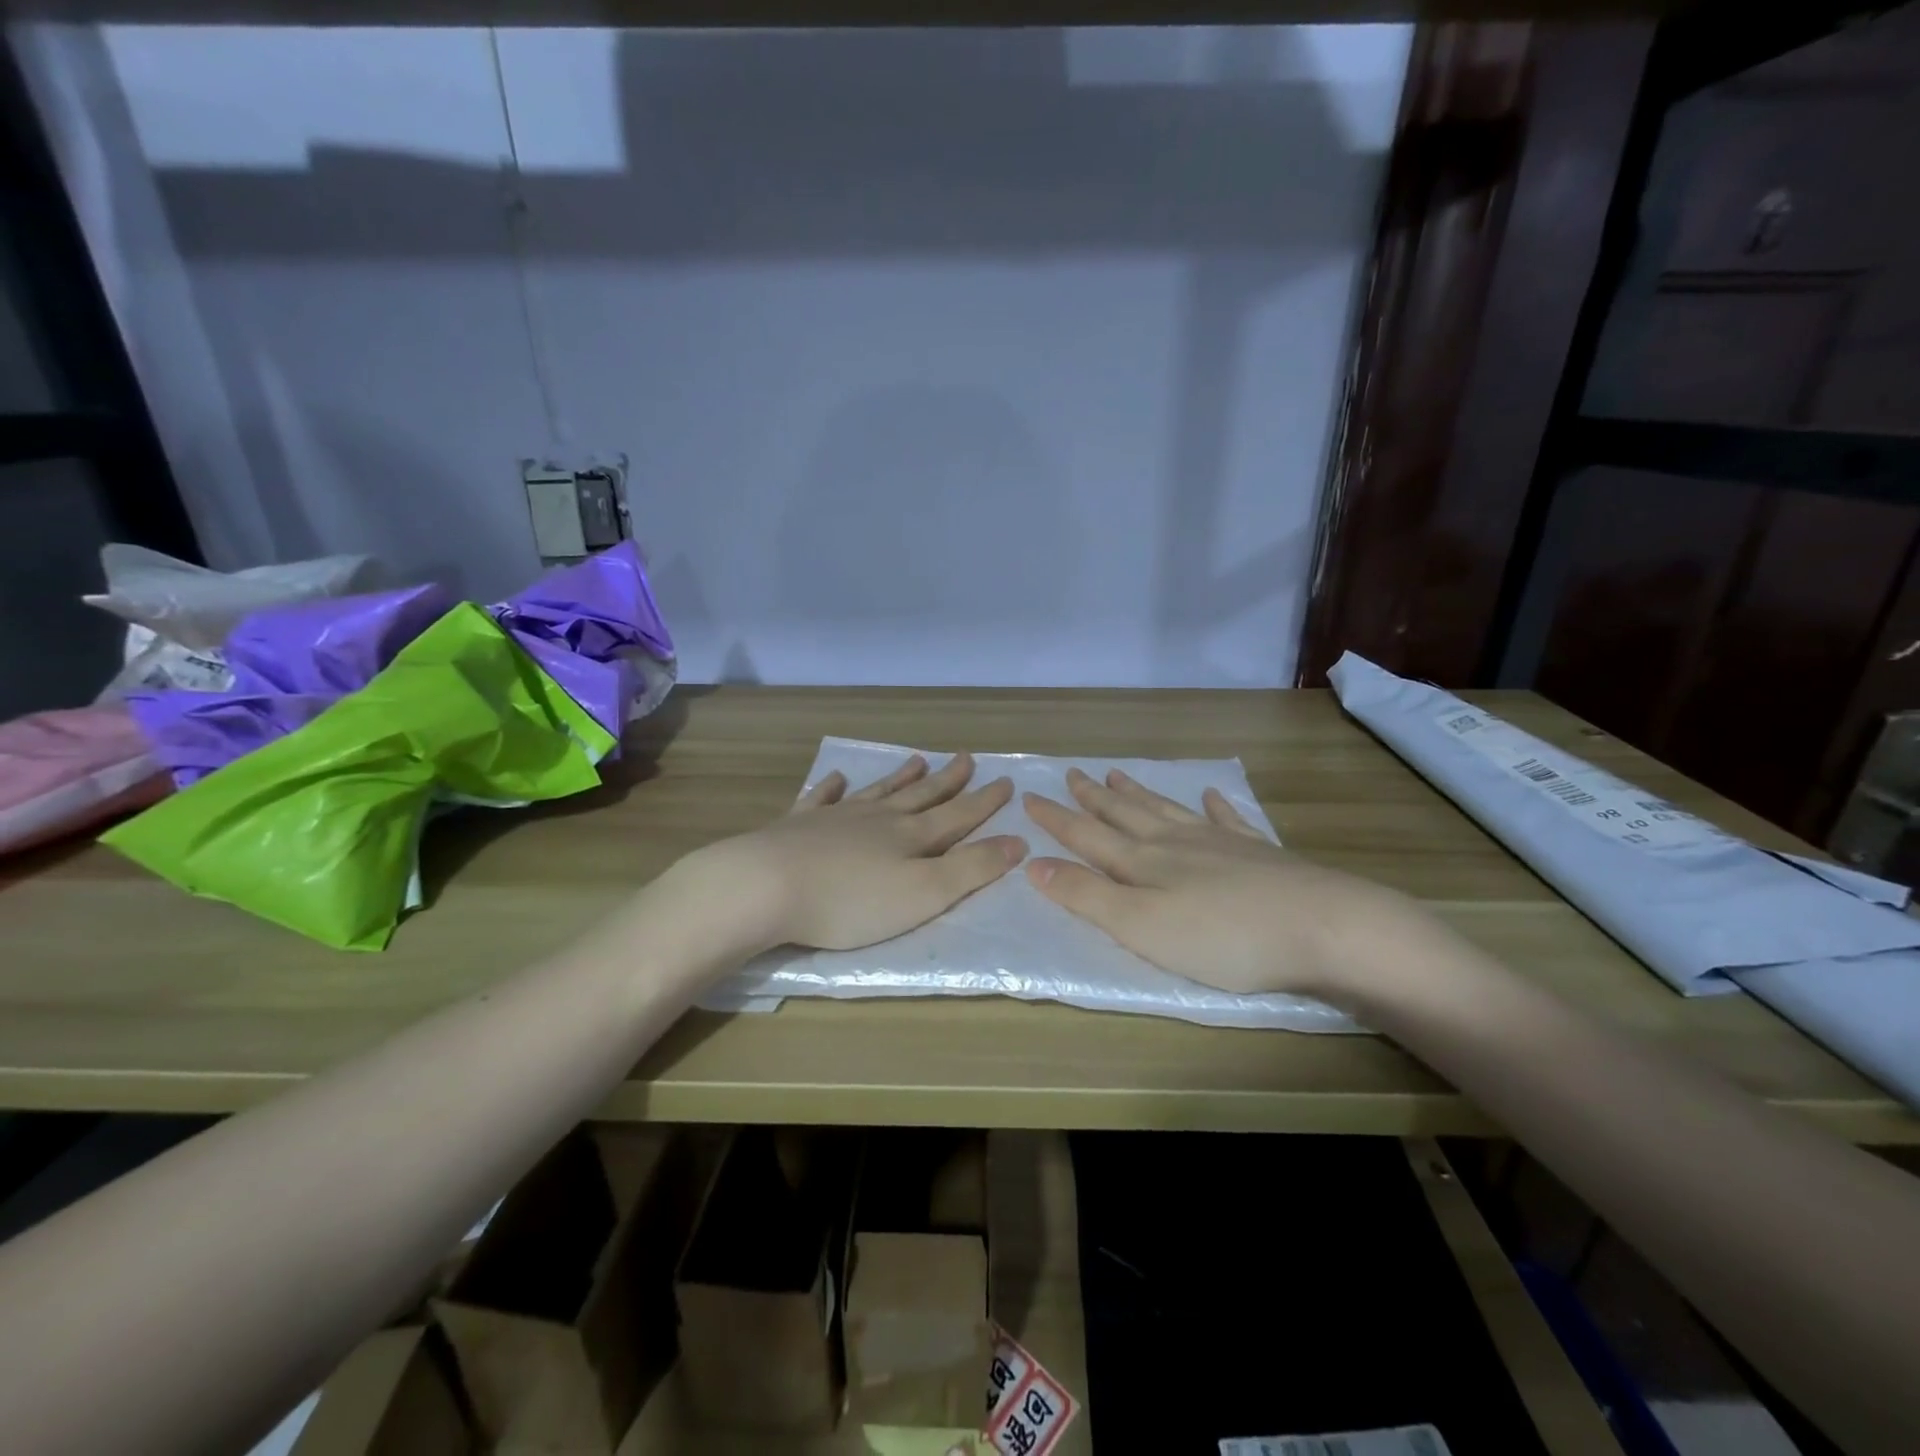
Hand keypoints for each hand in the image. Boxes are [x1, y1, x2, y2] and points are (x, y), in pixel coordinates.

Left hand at [686, 752, 1025, 953]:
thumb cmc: (851, 901)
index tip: (1006, 781)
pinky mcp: (798, 825)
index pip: (958, 815)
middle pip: (920, 796)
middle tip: (966, 757)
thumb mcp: (925, 894)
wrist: (767, 886)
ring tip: (916, 759)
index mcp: (911, 837)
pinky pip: (821, 799)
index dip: (985, 802)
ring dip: (899, 777)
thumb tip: (1018, 841)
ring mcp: (836, 818)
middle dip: (948, 780)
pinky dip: (832, 788)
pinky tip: (837, 778)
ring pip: (877, 792)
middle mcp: (878, 819)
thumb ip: (972, 869)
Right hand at [1023, 767, 1419, 999]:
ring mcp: (1220, 843)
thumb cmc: (1221, 937)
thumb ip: (1087, 896)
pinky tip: (1212, 794)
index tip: (1029, 797)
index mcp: (1143, 862)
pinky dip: (1216, 806)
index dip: (1056, 819)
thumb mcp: (1140, 926)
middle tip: (1073, 773)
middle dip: (1094, 797)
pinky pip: (1229, 820)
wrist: (1322, 926)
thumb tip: (1033, 865)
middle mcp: (1175, 842)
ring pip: (1168, 810)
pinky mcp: (1260, 853)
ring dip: (1139, 793)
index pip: (1086, 835)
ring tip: (1117, 775)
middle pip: (1125, 814)